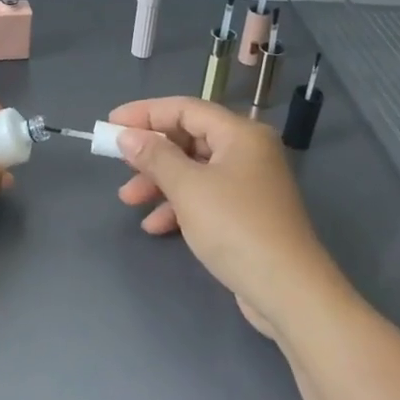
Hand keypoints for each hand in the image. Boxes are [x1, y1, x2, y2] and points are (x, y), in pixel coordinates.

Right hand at [107, 95, 345, 334]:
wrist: (288, 291)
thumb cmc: (236, 227)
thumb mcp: (188, 188)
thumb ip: (155, 157)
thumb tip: (128, 136)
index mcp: (240, 134)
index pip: (185, 109)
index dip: (145, 113)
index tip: (111, 124)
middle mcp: (247, 152)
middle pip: (189, 139)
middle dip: (151, 153)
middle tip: (119, 164)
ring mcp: (248, 184)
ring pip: (193, 170)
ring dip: (159, 182)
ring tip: (128, 200)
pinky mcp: (246, 213)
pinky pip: (204, 196)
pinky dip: (178, 206)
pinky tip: (155, 226)